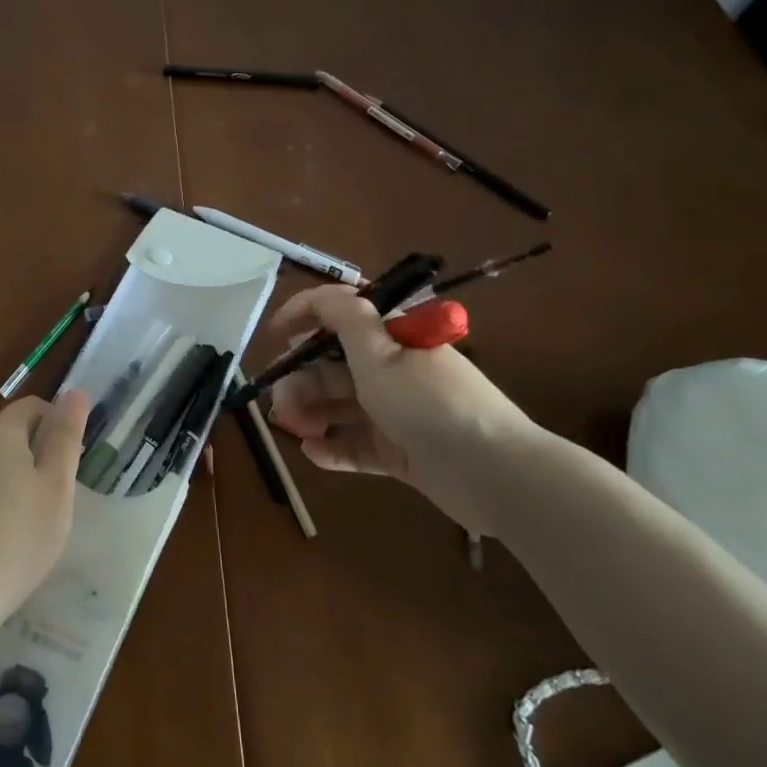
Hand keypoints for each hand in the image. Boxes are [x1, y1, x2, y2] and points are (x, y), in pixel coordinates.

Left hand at [0, 391, 87, 620]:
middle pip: (9, 437)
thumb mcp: (56, 486)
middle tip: (58, 497)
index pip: (32, 407)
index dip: (57, 423)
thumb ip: (65, 436)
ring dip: (12, 483)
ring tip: (30, 525)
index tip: (73, 460)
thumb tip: (75, 392)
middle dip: (36, 456)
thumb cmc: (18, 536)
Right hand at [265, 286, 541, 534]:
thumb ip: (345, 318)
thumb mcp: (380, 353)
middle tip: (280, 403)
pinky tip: (312, 453)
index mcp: (392, 337)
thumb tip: (322, 295)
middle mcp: (392, 369)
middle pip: (334, 365)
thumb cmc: (428, 402)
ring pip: (341, 405)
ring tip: (292, 429)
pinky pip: (357, 445)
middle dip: (301, 379)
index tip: (274, 333)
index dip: (305, 314)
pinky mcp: (400, 450)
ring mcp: (396, 411)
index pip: (343, 312)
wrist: (492, 472)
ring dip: (311, 413)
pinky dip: (333, 448)